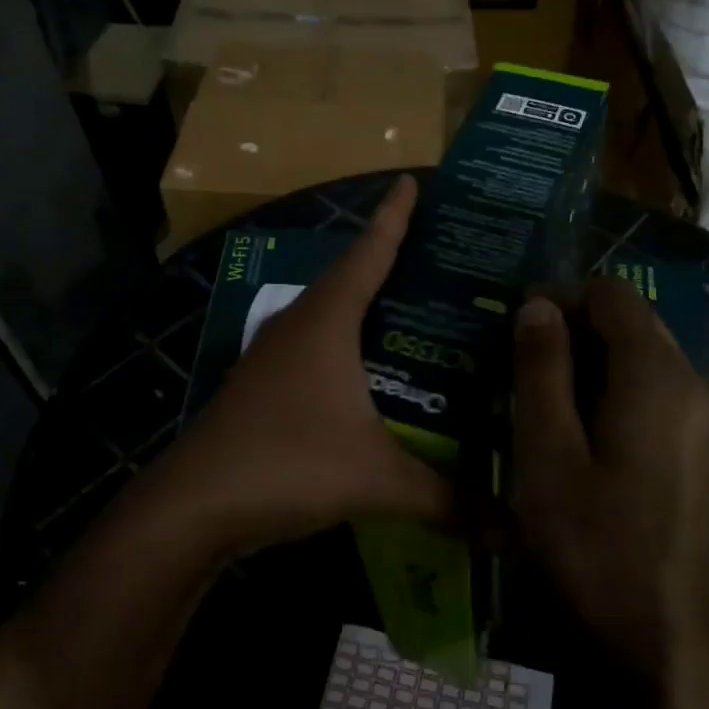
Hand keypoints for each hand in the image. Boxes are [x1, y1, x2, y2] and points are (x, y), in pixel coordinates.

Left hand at [160, 175, 451, 555]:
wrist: (193, 508)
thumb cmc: (287, 465)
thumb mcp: (376, 479)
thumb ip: (447, 499)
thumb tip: (515, 527)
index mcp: (326, 321)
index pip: (369, 253)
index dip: (394, 216)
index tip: (412, 180)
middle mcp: (297, 325)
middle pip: (349, 278)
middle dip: (389, 260)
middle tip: (439, 256)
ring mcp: (272, 356)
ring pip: (328, 315)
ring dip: (364, 306)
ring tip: (414, 311)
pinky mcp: (261, 387)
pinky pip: (313, 347)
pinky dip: (345, 345)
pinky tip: (370, 373)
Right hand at [510, 278, 708, 690]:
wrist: (659, 634)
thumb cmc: (592, 542)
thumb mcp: (547, 451)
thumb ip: (542, 369)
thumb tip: (538, 305)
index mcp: (656, 375)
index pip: (612, 294)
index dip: (561, 296)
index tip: (514, 327)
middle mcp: (690, 382)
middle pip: (631, 319)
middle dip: (573, 326)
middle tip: (517, 361)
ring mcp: (699, 416)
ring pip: (641, 354)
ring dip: (589, 358)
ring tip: (537, 392)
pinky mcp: (696, 446)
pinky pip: (652, 389)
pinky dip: (611, 387)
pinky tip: (574, 427)